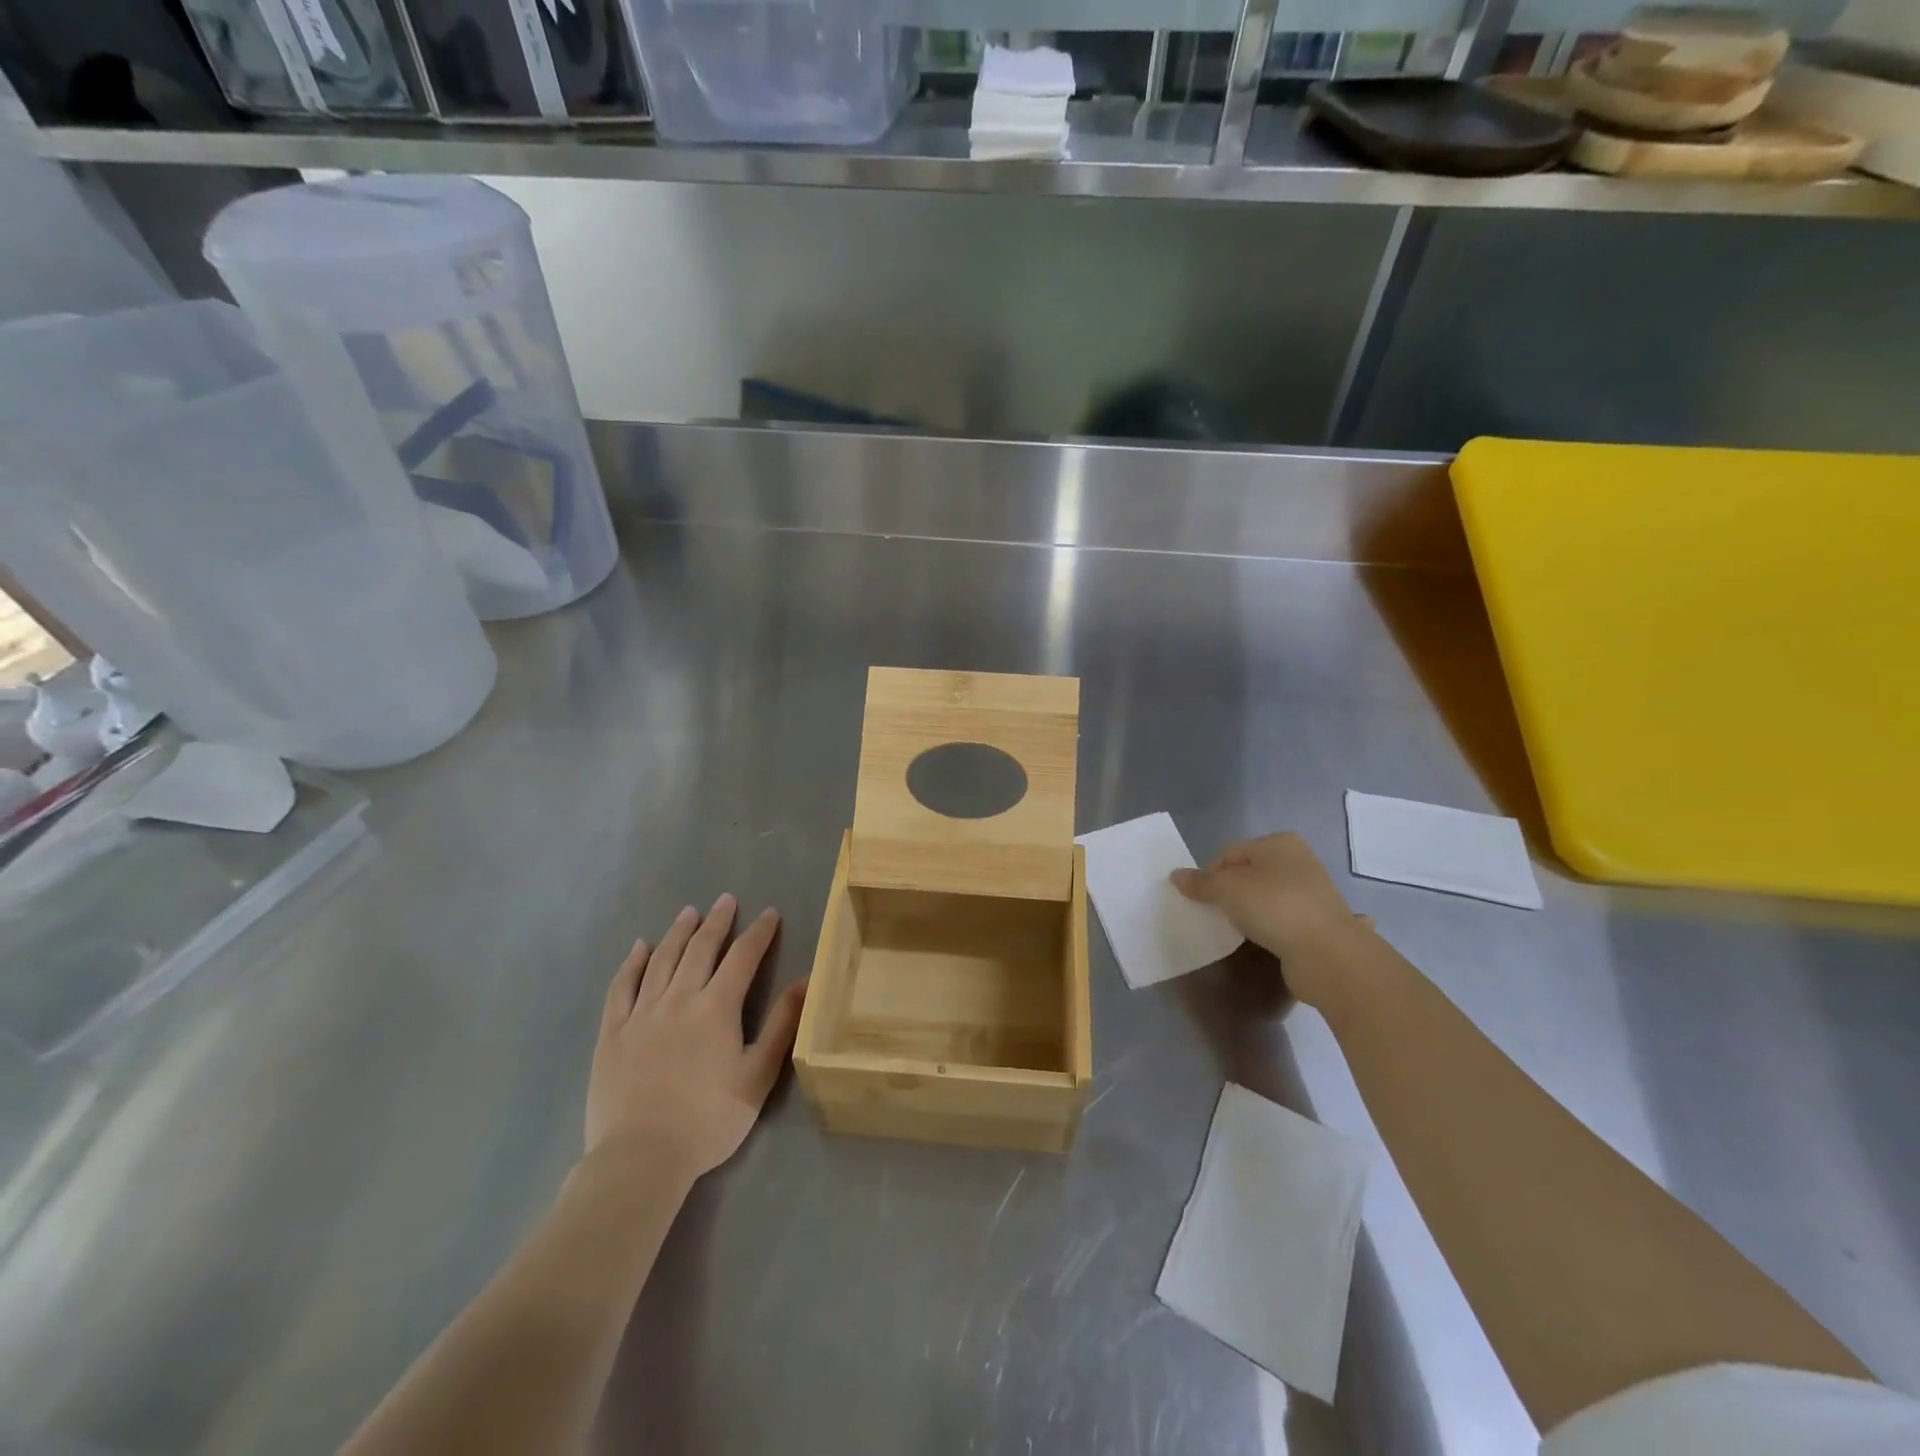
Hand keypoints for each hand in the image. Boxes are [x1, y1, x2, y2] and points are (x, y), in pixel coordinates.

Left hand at [586, 894, 806, 1183]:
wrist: (640, 1158)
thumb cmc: (708, 1120)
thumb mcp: (757, 1076)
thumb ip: (780, 1025)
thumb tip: (804, 981)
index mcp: (717, 1007)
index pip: (743, 957)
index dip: (758, 933)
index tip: (769, 913)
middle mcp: (679, 998)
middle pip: (700, 949)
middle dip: (717, 921)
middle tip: (725, 900)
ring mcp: (641, 1013)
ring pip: (662, 960)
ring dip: (678, 933)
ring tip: (688, 913)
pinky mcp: (612, 1033)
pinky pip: (621, 987)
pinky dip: (632, 963)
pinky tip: (639, 948)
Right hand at [1171, 833, 1372, 1011]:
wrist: (1327, 953)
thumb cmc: (1274, 907)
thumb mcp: (1227, 889)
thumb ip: (1200, 882)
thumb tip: (1176, 876)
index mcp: (1279, 843)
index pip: (1229, 854)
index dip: (1209, 875)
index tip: (1201, 900)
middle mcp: (1299, 861)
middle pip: (1248, 874)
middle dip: (1230, 892)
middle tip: (1216, 914)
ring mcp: (1313, 892)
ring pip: (1266, 897)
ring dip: (1251, 911)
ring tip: (1239, 930)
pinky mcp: (1319, 921)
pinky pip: (1283, 919)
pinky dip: (1271, 926)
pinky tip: (1265, 939)